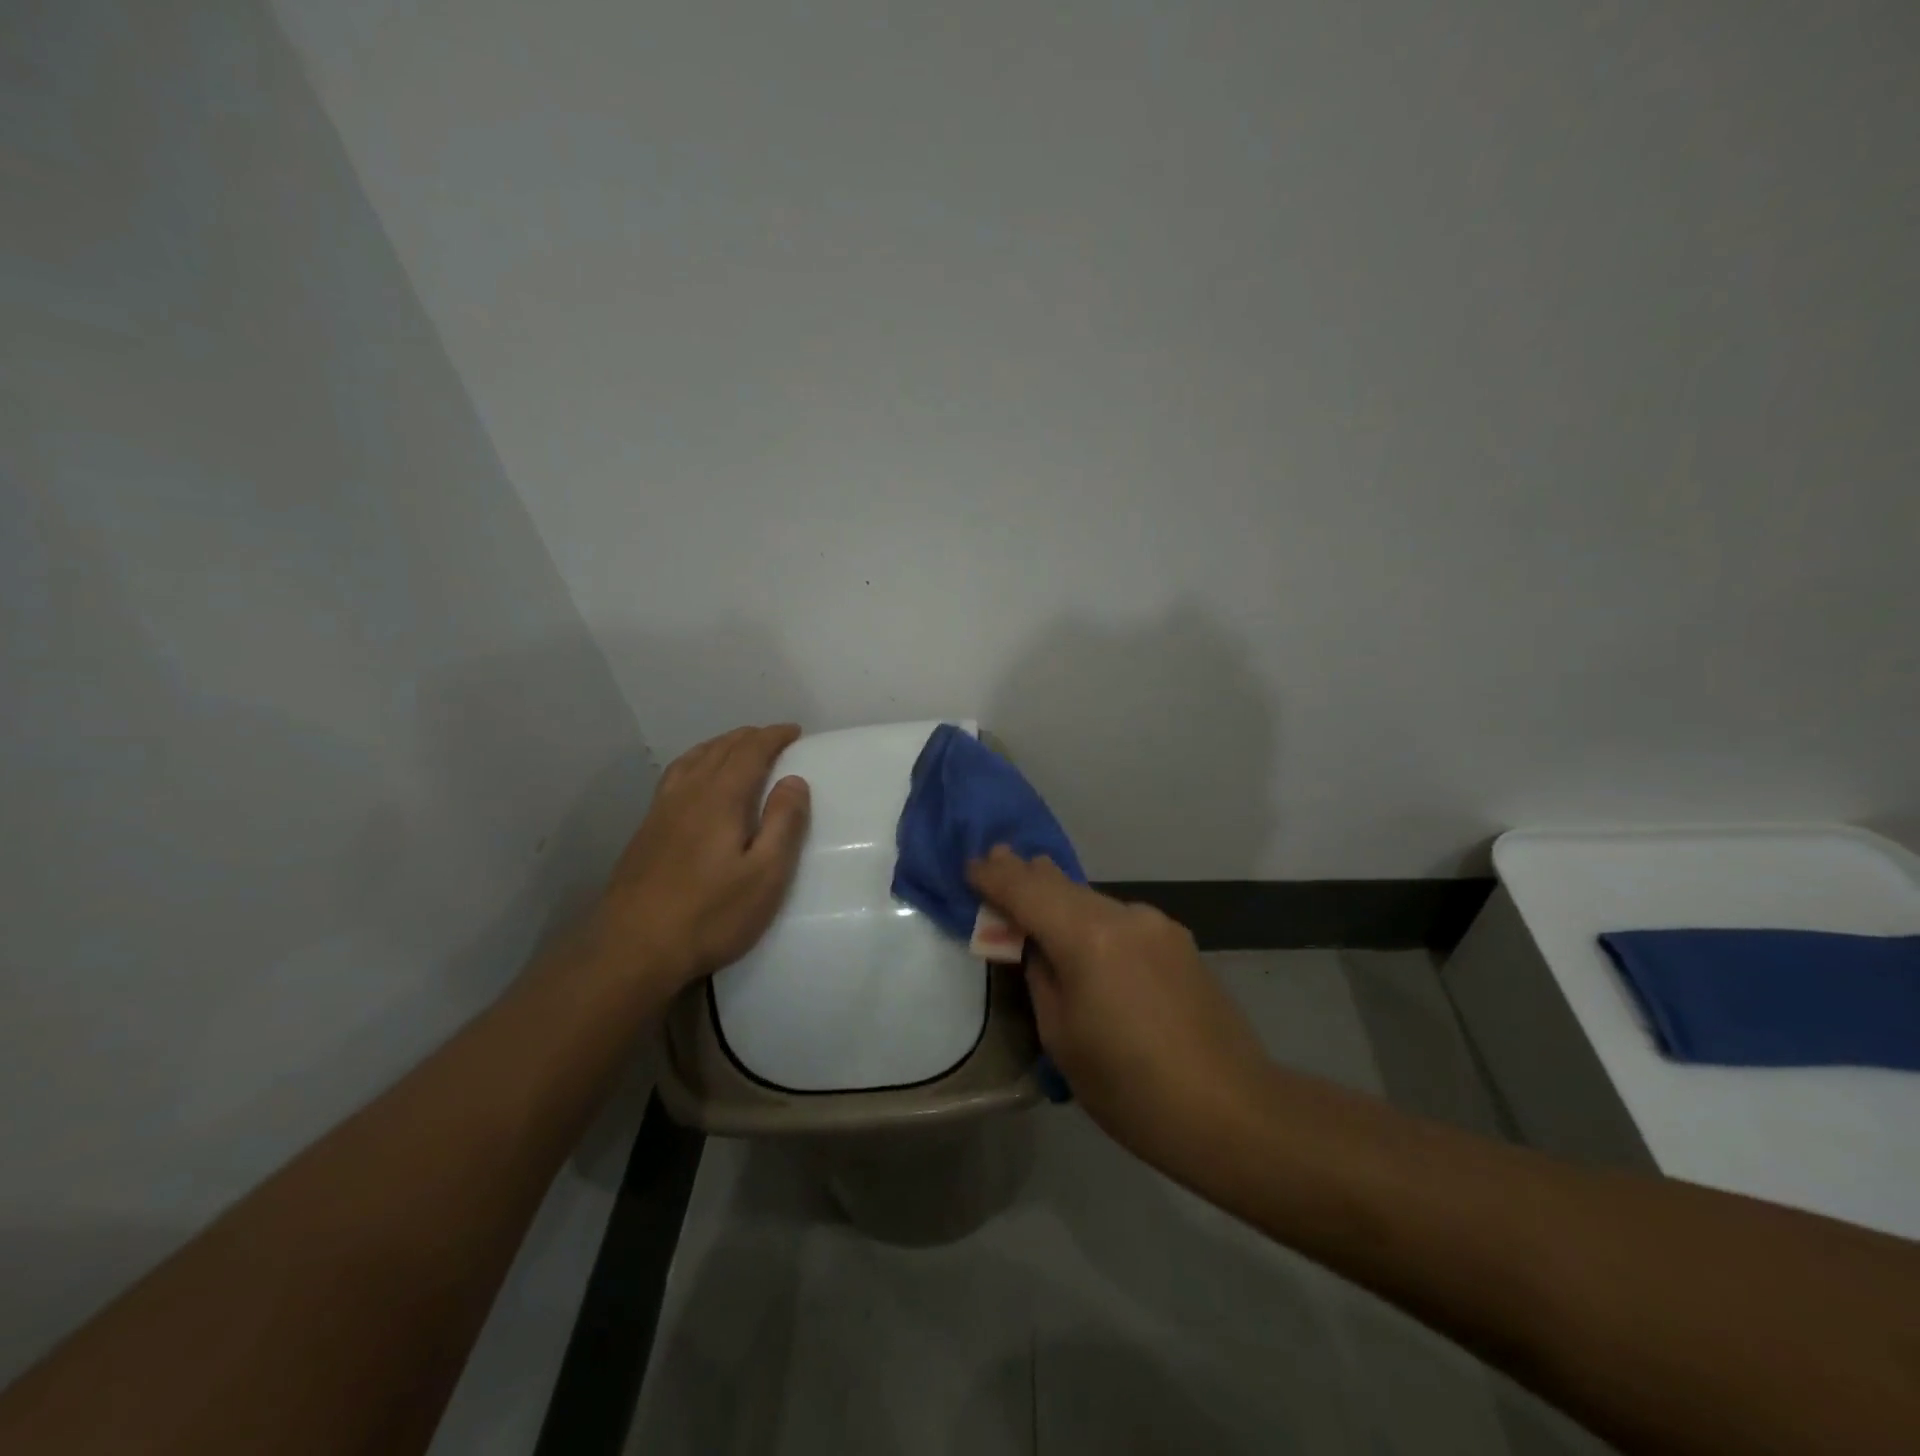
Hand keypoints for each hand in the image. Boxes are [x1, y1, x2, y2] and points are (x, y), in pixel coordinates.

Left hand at [595, 724, 811, 992]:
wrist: (631, 949)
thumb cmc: (709, 914)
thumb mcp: (764, 875)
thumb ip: (784, 824)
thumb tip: (795, 780)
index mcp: (720, 798)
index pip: (750, 751)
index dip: (773, 736)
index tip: (794, 731)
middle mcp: (688, 793)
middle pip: (720, 749)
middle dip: (749, 737)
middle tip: (773, 738)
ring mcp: (661, 810)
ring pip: (693, 759)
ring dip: (720, 745)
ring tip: (737, 748)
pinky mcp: (646, 830)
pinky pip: (675, 776)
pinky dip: (696, 762)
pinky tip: (696, 779)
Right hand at [968, 847, 1269, 1162]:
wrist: (1233, 1112)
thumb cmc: (1131, 1089)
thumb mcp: (1062, 1038)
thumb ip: (1041, 977)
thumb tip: (1037, 946)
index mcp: (1088, 938)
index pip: (1027, 890)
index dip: (995, 876)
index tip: (970, 864)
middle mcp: (1124, 916)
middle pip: (1062, 884)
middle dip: (1026, 875)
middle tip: (996, 862)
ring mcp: (1157, 925)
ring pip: (1092, 900)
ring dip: (1061, 899)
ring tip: (1036, 899)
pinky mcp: (1179, 941)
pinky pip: (1120, 919)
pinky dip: (1093, 920)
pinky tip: (1087, 939)